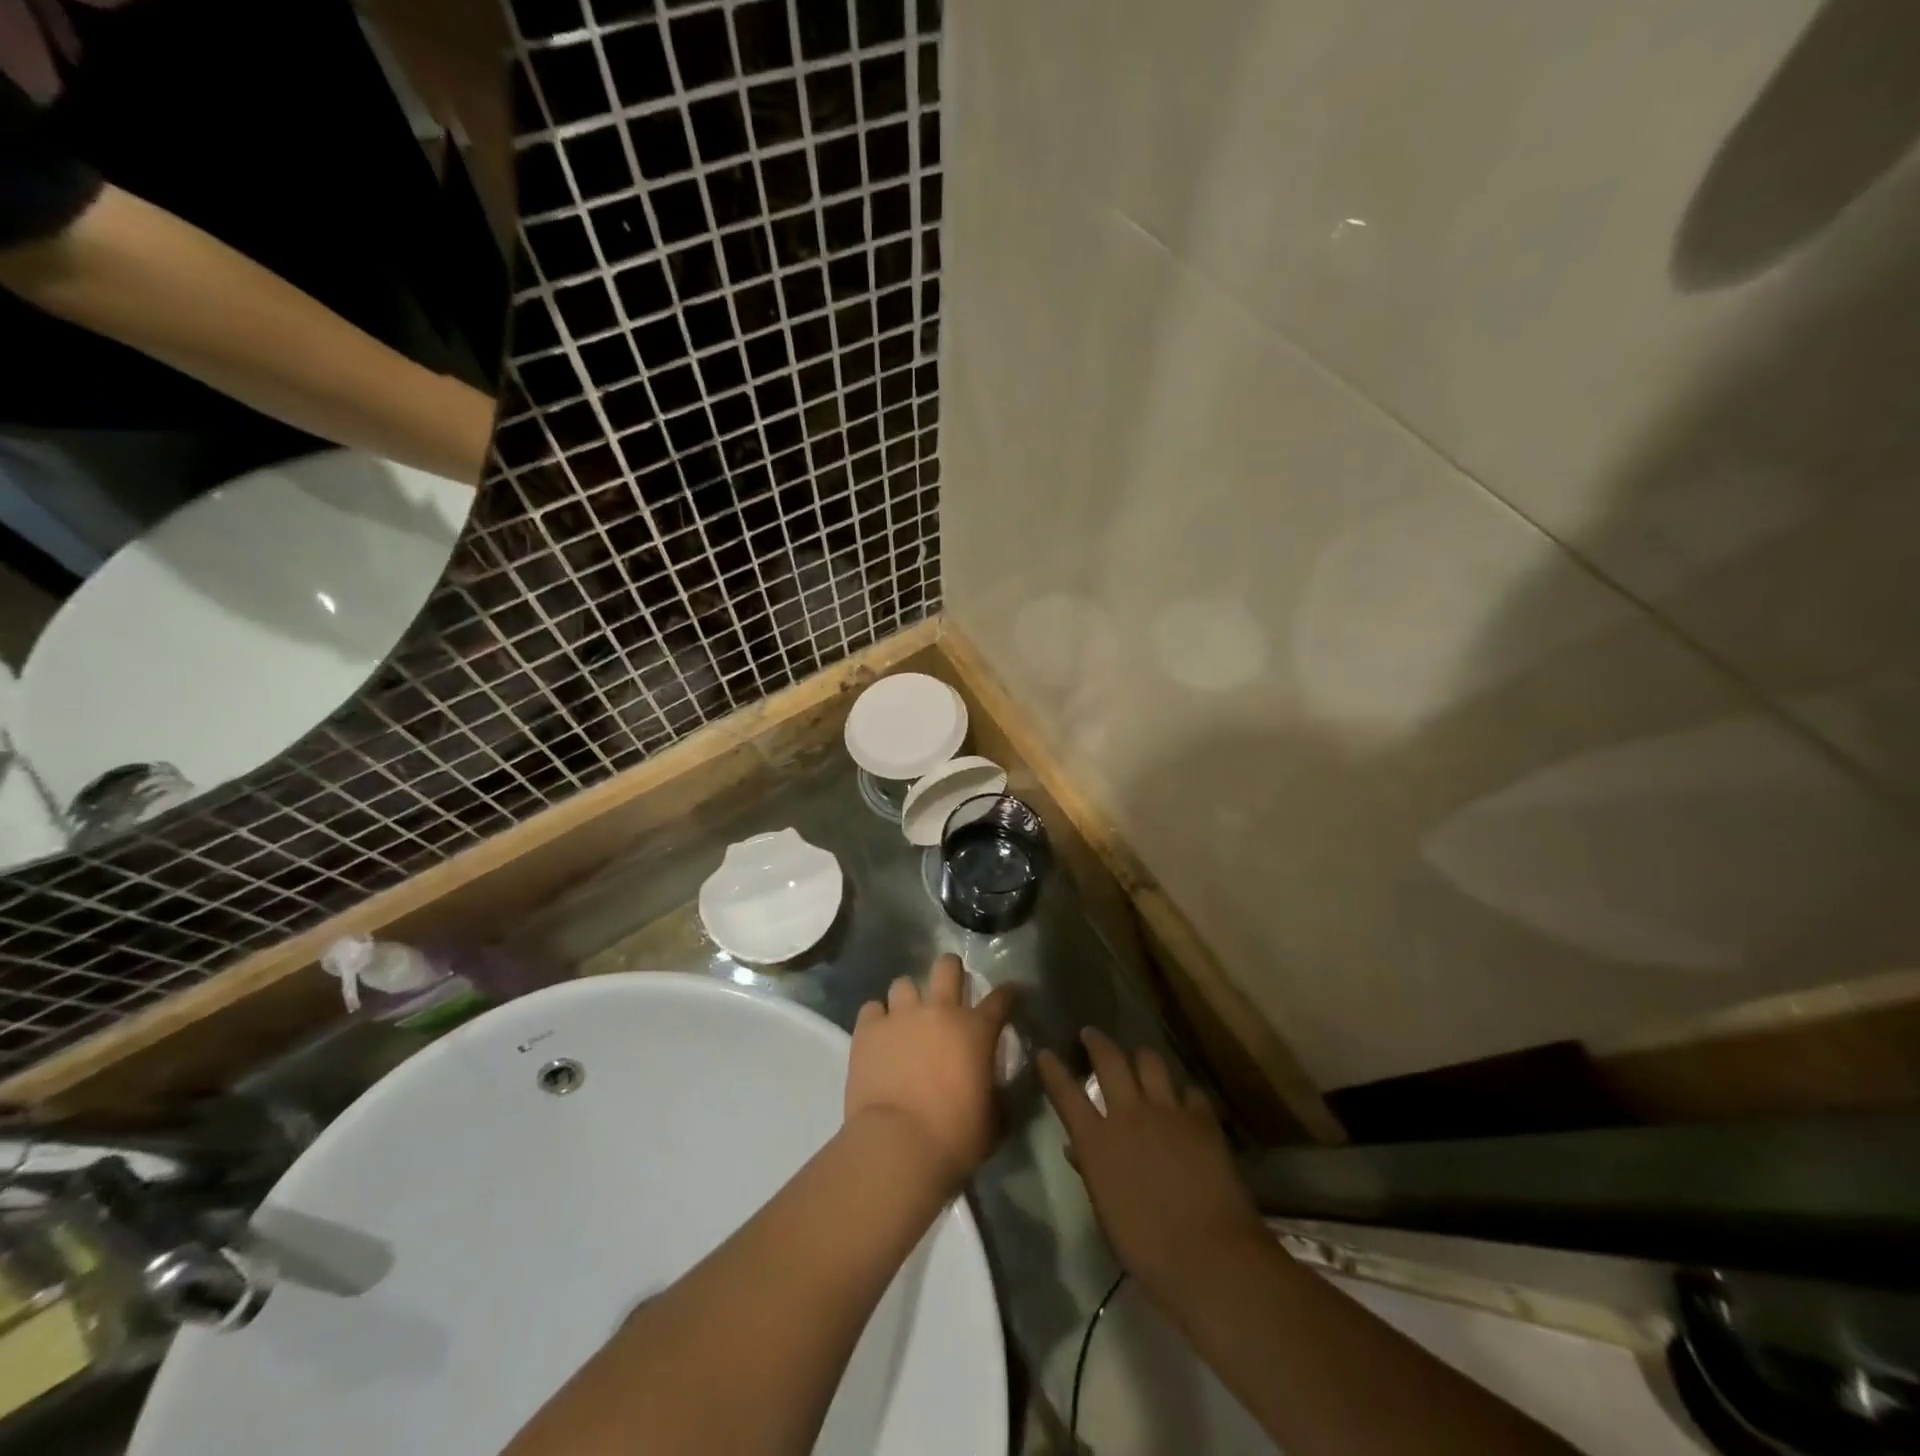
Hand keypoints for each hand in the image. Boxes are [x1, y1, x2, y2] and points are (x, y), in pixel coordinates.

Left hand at [847, 954, 1016, 1195]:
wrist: (897, 1145)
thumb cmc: (955, 1137)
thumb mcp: (994, 1120)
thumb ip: (997, 1093)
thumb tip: (996, 1085)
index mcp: (976, 1030)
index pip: (1001, 998)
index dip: (1010, 994)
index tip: (1012, 994)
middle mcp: (939, 1011)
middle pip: (947, 966)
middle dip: (951, 971)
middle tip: (950, 989)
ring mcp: (901, 1016)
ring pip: (904, 984)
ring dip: (908, 999)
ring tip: (906, 1019)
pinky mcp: (868, 1029)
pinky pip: (872, 1009)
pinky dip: (876, 1019)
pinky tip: (878, 1036)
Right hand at [1039, 1029, 1267, 1316]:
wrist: (1209, 1256)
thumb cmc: (1147, 1247)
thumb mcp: (1107, 1213)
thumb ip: (1091, 1171)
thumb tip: (1076, 1149)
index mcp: (1097, 1141)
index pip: (1066, 1093)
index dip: (1053, 1070)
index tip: (1045, 1053)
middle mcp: (1128, 1113)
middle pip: (1109, 1060)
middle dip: (1097, 1042)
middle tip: (1090, 1034)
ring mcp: (1167, 1110)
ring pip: (1150, 1061)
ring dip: (1141, 1058)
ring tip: (1139, 1058)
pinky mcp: (1201, 1118)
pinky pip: (1189, 1091)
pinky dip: (1183, 1093)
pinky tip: (1184, 1101)